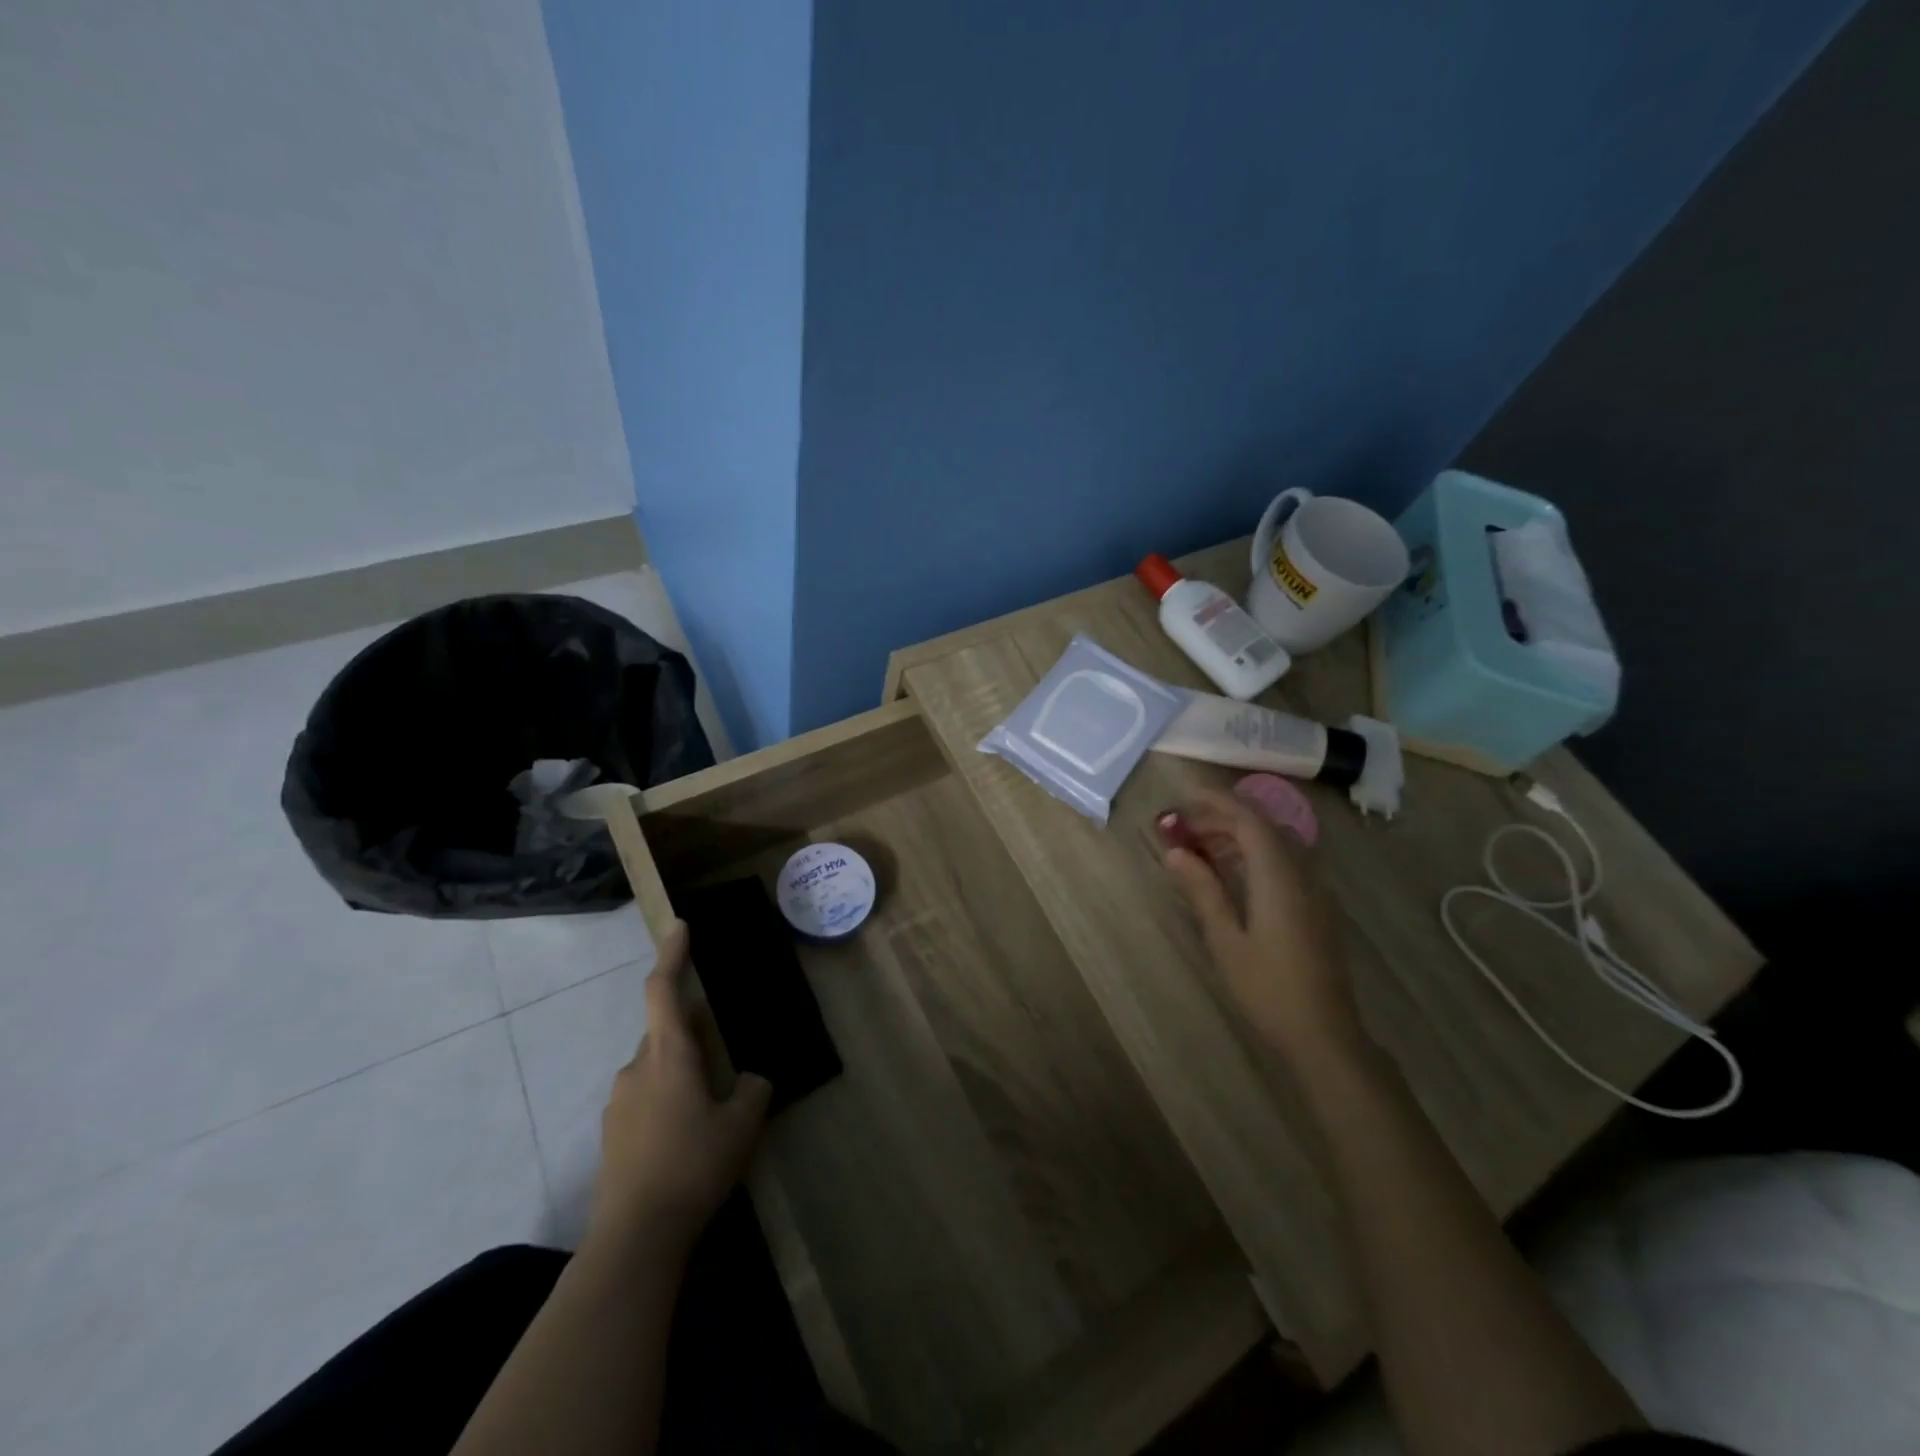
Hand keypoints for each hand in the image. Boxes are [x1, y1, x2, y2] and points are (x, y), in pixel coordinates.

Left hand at [588, 921, 772, 1250]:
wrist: (634, 1238)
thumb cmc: (692, 1166)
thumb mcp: (741, 1125)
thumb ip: (753, 1090)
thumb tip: (751, 1079)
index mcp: (668, 1054)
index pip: (663, 990)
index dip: (672, 955)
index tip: (680, 927)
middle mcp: (637, 1067)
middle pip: (665, 1031)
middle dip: (693, 1033)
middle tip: (724, 1055)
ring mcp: (619, 1101)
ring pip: (656, 1066)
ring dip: (681, 1071)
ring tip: (710, 1108)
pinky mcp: (612, 1133)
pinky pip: (645, 1097)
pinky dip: (667, 1100)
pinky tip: (686, 1137)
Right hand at [1162, 789, 1365, 1064]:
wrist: (1323, 1035)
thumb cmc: (1268, 988)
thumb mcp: (1225, 939)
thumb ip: (1202, 889)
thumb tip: (1174, 852)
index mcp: (1278, 877)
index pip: (1249, 820)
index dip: (1215, 802)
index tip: (1182, 799)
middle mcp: (1301, 874)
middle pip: (1262, 827)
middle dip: (1221, 818)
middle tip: (1181, 827)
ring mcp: (1312, 890)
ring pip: (1274, 843)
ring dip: (1236, 835)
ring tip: (1196, 846)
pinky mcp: (1314, 907)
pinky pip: (1282, 863)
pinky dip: (1251, 854)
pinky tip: (1228, 871)